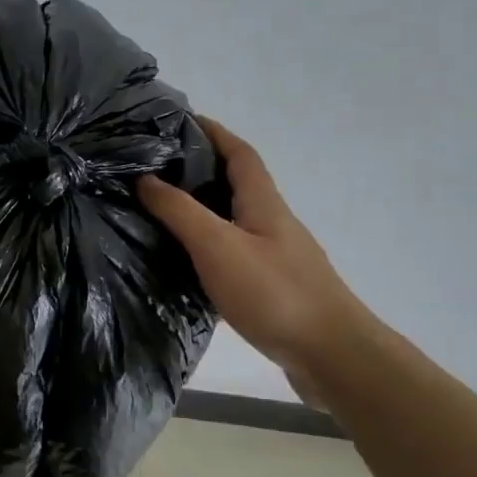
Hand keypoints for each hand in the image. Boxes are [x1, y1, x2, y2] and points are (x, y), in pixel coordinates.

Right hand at [138, 118, 365, 386]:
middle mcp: (271, 222)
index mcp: (263, 202)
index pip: (239, 152)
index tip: (180, 120)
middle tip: (155, 167)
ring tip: (159, 209)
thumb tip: (144, 178)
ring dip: (201, 208)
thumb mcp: (217, 245)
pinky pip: (232, 251)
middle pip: (235, 182)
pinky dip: (206, 244)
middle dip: (199, 168)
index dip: (213, 131)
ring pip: (232, 218)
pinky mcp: (271, 285)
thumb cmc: (274, 291)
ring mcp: (275, 255)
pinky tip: (185, 260)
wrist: (331, 355)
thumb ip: (179, 211)